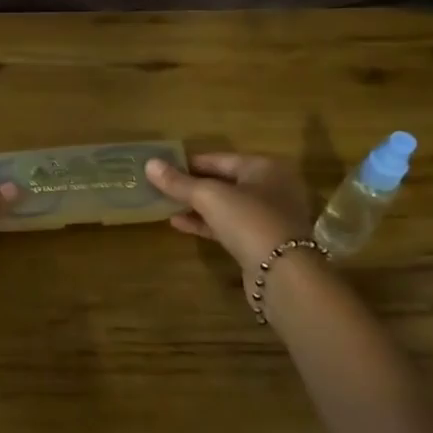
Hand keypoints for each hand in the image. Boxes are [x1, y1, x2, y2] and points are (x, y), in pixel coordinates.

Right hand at [146, 153, 323, 276]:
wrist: (282, 273)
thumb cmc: (249, 221)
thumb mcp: (209, 196)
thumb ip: (179, 182)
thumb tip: (149, 164)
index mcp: (264, 167)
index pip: (220, 158)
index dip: (190, 162)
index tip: (163, 166)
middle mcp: (271, 188)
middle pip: (224, 181)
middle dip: (192, 185)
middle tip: (161, 186)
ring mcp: (269, 217)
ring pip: (226, 206)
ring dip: (196, 206)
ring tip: (165, 205)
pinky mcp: (261, 242)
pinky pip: (228, 227)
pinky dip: (205, 224)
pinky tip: (178, 224)